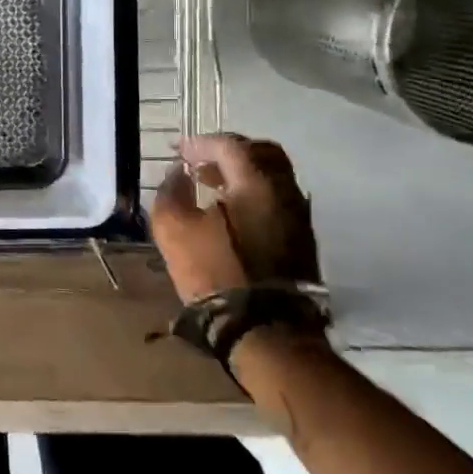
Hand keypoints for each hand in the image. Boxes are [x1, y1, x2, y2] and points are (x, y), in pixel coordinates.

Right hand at [149, 133, 319, 303]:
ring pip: (273, 178)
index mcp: (256, 182)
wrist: (267, 330)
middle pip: (262, 153)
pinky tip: (230, 214)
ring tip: (211, 187)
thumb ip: (171, 192)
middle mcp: (285, 192)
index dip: (200, 143)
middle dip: (229, 151)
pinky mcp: (302, 243)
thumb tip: (178, 174)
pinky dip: (253, 196)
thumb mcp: (174, 228)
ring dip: (242, 175)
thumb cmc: (217, 271)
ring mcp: (299, 218)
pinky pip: (277, 202)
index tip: (178, 152)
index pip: (229, 145)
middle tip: (202, 161)